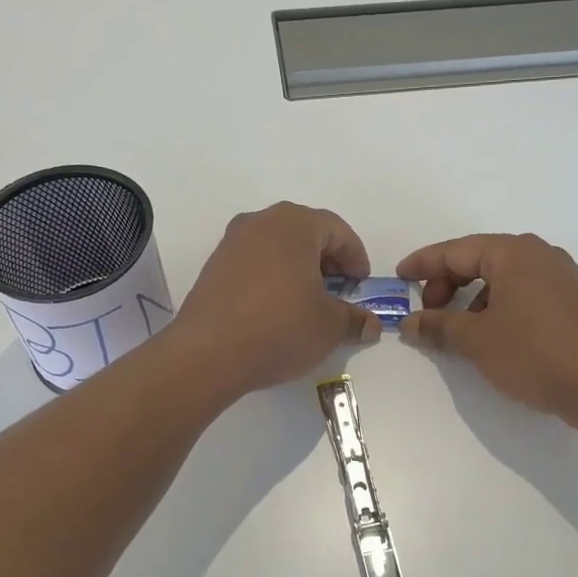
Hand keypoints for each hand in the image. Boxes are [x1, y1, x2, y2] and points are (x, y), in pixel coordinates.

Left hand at [169, 202, 380, 397]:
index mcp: (294, 224)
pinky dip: (273, 278)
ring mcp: (232, 243)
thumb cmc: (280, 328)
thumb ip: (354, 319)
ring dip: (299, 269)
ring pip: (278, 247)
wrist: (208, 354)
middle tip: (339, 292)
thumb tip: (369, 325)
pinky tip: (277, 309)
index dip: (356, 257)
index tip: (361, 286)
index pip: (337, 230)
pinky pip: (254, 263)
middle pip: (305, 233)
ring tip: (309, 303)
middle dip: (327, 260)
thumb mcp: (329, 326)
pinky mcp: (213, 267)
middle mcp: (260, 222)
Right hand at [396, 234, 577, 429]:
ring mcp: (561, 277)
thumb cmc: (535, 354)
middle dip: (448, 284)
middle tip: (429, 312)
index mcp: (514, 253)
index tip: (399, 277)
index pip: (456, 251)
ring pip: (502, 278)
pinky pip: (524, 293)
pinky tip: (492, 336)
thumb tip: (409, 323)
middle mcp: (539, 255)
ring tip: (458, 330)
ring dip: (473, 299)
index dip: (423, 264)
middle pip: (480, 260)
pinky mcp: (573, 302)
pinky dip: (498, 307)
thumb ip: (439, 326)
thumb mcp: (477, 341)